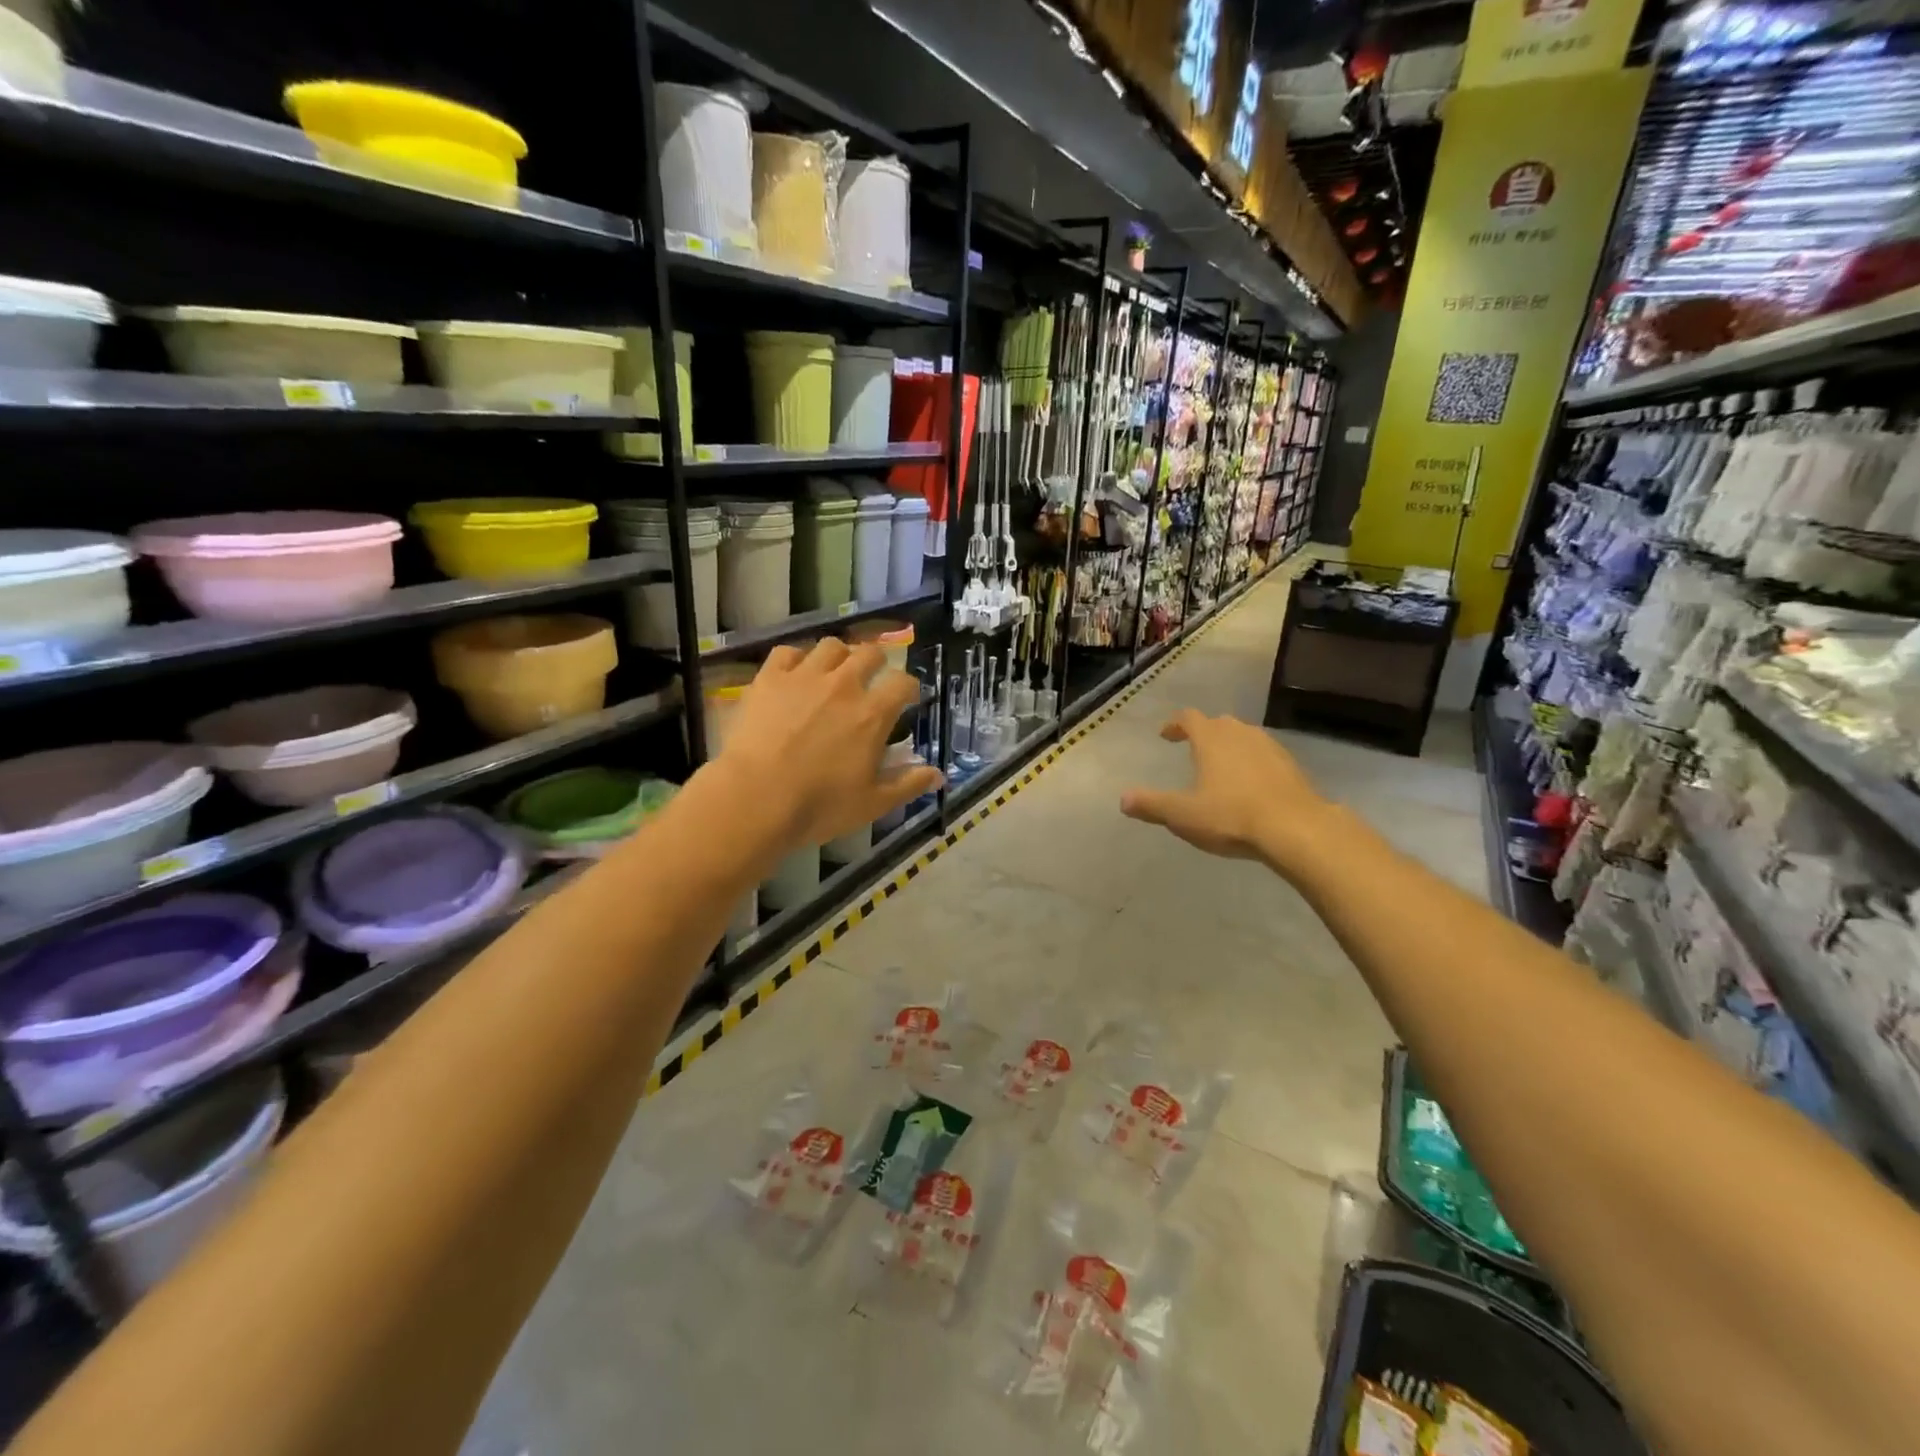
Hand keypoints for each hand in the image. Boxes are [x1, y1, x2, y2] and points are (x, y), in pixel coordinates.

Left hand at [711, 639, 943, 852]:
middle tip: (871, 679)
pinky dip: (796, 658)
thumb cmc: (820, 805)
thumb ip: (908, 784)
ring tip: (834, 671)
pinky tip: (795, 674)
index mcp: (873, 714)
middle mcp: (843, 685)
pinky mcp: (769, 678)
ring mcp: (804, 677)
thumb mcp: (873, 803)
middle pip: (869, 653)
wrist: (756, 798)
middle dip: (877, 663)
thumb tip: (938, 776)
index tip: (908, 698)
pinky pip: (788, 652)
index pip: (903, 683)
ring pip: (831, 646)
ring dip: (839, 655)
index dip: (909, 687)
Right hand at [1119, 709, 1339, 873]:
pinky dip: (1252, 762)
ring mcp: (1270, 747)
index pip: (1189, 718)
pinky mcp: (1291, 766)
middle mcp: (1240, 734)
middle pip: (1218, 723)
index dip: (1175, 724)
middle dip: (1204, 733)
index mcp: (1211, 739)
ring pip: (1244, 737)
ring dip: (1230, 746)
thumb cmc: (1231, 816)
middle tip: (1193, 748)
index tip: (1166, 735)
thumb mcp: (1183, 815)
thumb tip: (1123, 799)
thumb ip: (1152, 805)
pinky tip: (1251, 785)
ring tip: (1222, 767)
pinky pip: (1264, 755)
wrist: (1296, 828)